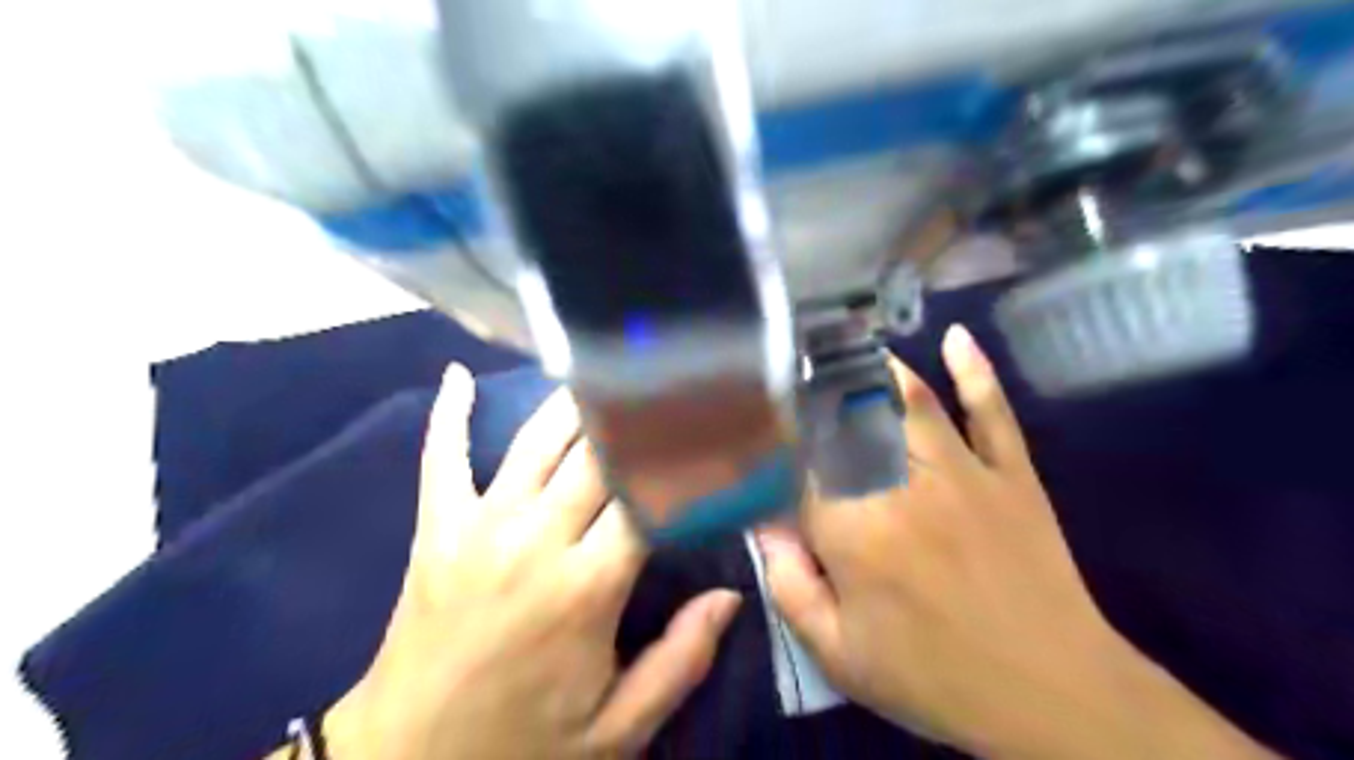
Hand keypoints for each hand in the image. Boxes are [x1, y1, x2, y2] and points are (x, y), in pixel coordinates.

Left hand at [333, 365, 744, 755]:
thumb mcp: (616, 731)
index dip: (685, 459)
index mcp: (587, 588)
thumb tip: (730, 595)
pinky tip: (458, 375)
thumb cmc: (521, 746)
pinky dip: (449, 413)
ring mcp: (478, 525)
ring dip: (574, 399)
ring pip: (537, 440)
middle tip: (670, 380)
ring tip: (607, 365)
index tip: (715, 428)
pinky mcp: (435, 527)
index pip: (649, 497)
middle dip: (639, 413)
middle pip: (599, 453)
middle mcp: (535, 539)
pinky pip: (440, 457)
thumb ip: (680, 661)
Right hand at [759, 326, 1280, 758]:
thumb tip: (761, 523)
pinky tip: (956, 338)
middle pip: (849, 417)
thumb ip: (788, 584)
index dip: (776, 439)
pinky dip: (976, 372)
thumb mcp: (838, 654)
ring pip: (911, 400)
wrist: (1052, 697)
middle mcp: (901, 484)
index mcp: (854, 529)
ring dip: (876, 368)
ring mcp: (963, 472)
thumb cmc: (933, 678)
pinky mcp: (1011, 474)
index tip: (758, 423)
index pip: (800, 463)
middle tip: (794, 370)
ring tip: (847, 347)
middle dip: (816, 388)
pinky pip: (991, 412)